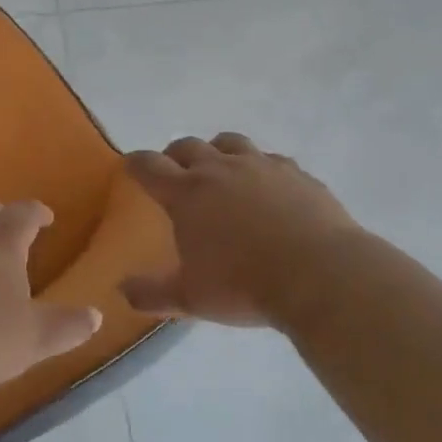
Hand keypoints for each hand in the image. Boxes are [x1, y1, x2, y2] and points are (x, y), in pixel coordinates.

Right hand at [121, 134, 358, 326]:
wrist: (319, 274)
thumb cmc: (244, 286)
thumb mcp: (191, 299)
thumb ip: (153, 294)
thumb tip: (122, 290)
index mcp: (187, 194)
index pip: (149, 166)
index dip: (135, 164)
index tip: (130, 167)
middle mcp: (221, 169)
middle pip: (188, 146)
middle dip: (174, 155)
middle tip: (173, 172)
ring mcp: (261, 166)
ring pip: (230, 142)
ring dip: (217, 151)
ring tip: (220, 170)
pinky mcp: (296, 172)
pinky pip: (270, 159)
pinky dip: (259, 167)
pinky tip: (267, 187)